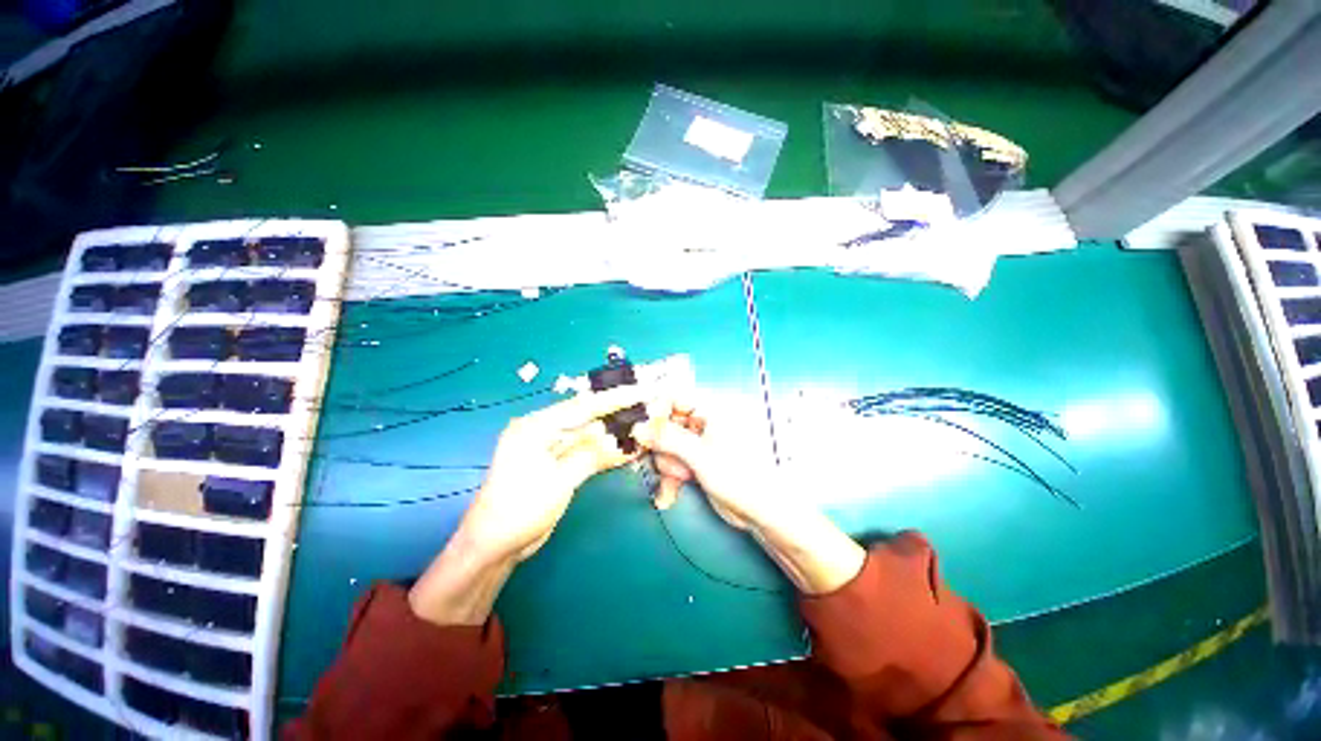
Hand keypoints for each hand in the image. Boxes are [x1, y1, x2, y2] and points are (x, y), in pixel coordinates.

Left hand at [408, 385, 649, 625]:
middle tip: (648, 407)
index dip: (614, 398)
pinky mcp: (558, 463)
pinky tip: (627, 449)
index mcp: (536, 426)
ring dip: (614, 433)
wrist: (493, 546)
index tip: (641, 391)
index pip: (582, 406)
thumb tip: (621, 440)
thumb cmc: (519, 510)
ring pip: (589, 434)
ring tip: (644, 426)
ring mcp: (551, 447)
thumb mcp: (558, 481)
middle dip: (617, 413)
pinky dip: (605, 451)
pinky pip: (586, 451)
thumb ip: (590, 456)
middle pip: (587, 417)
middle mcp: (543, 430)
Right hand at [634, 391, 865, 594]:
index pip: (675, 396)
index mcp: (712, 409)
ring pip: (667, 446)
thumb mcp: (700, 455)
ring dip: (667, 467)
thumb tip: (639, 428)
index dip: (656, 412)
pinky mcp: (696, 460)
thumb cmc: (742, 477)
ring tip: (680, 480)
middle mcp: (704, 422)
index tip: (643, 431)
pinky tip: (670, 494)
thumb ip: (668, 438)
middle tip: (669, 463)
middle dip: (663, 447)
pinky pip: (673, 463)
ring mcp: (700, 442)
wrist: (762, 512)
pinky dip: (670, 478)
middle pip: (666, 424)